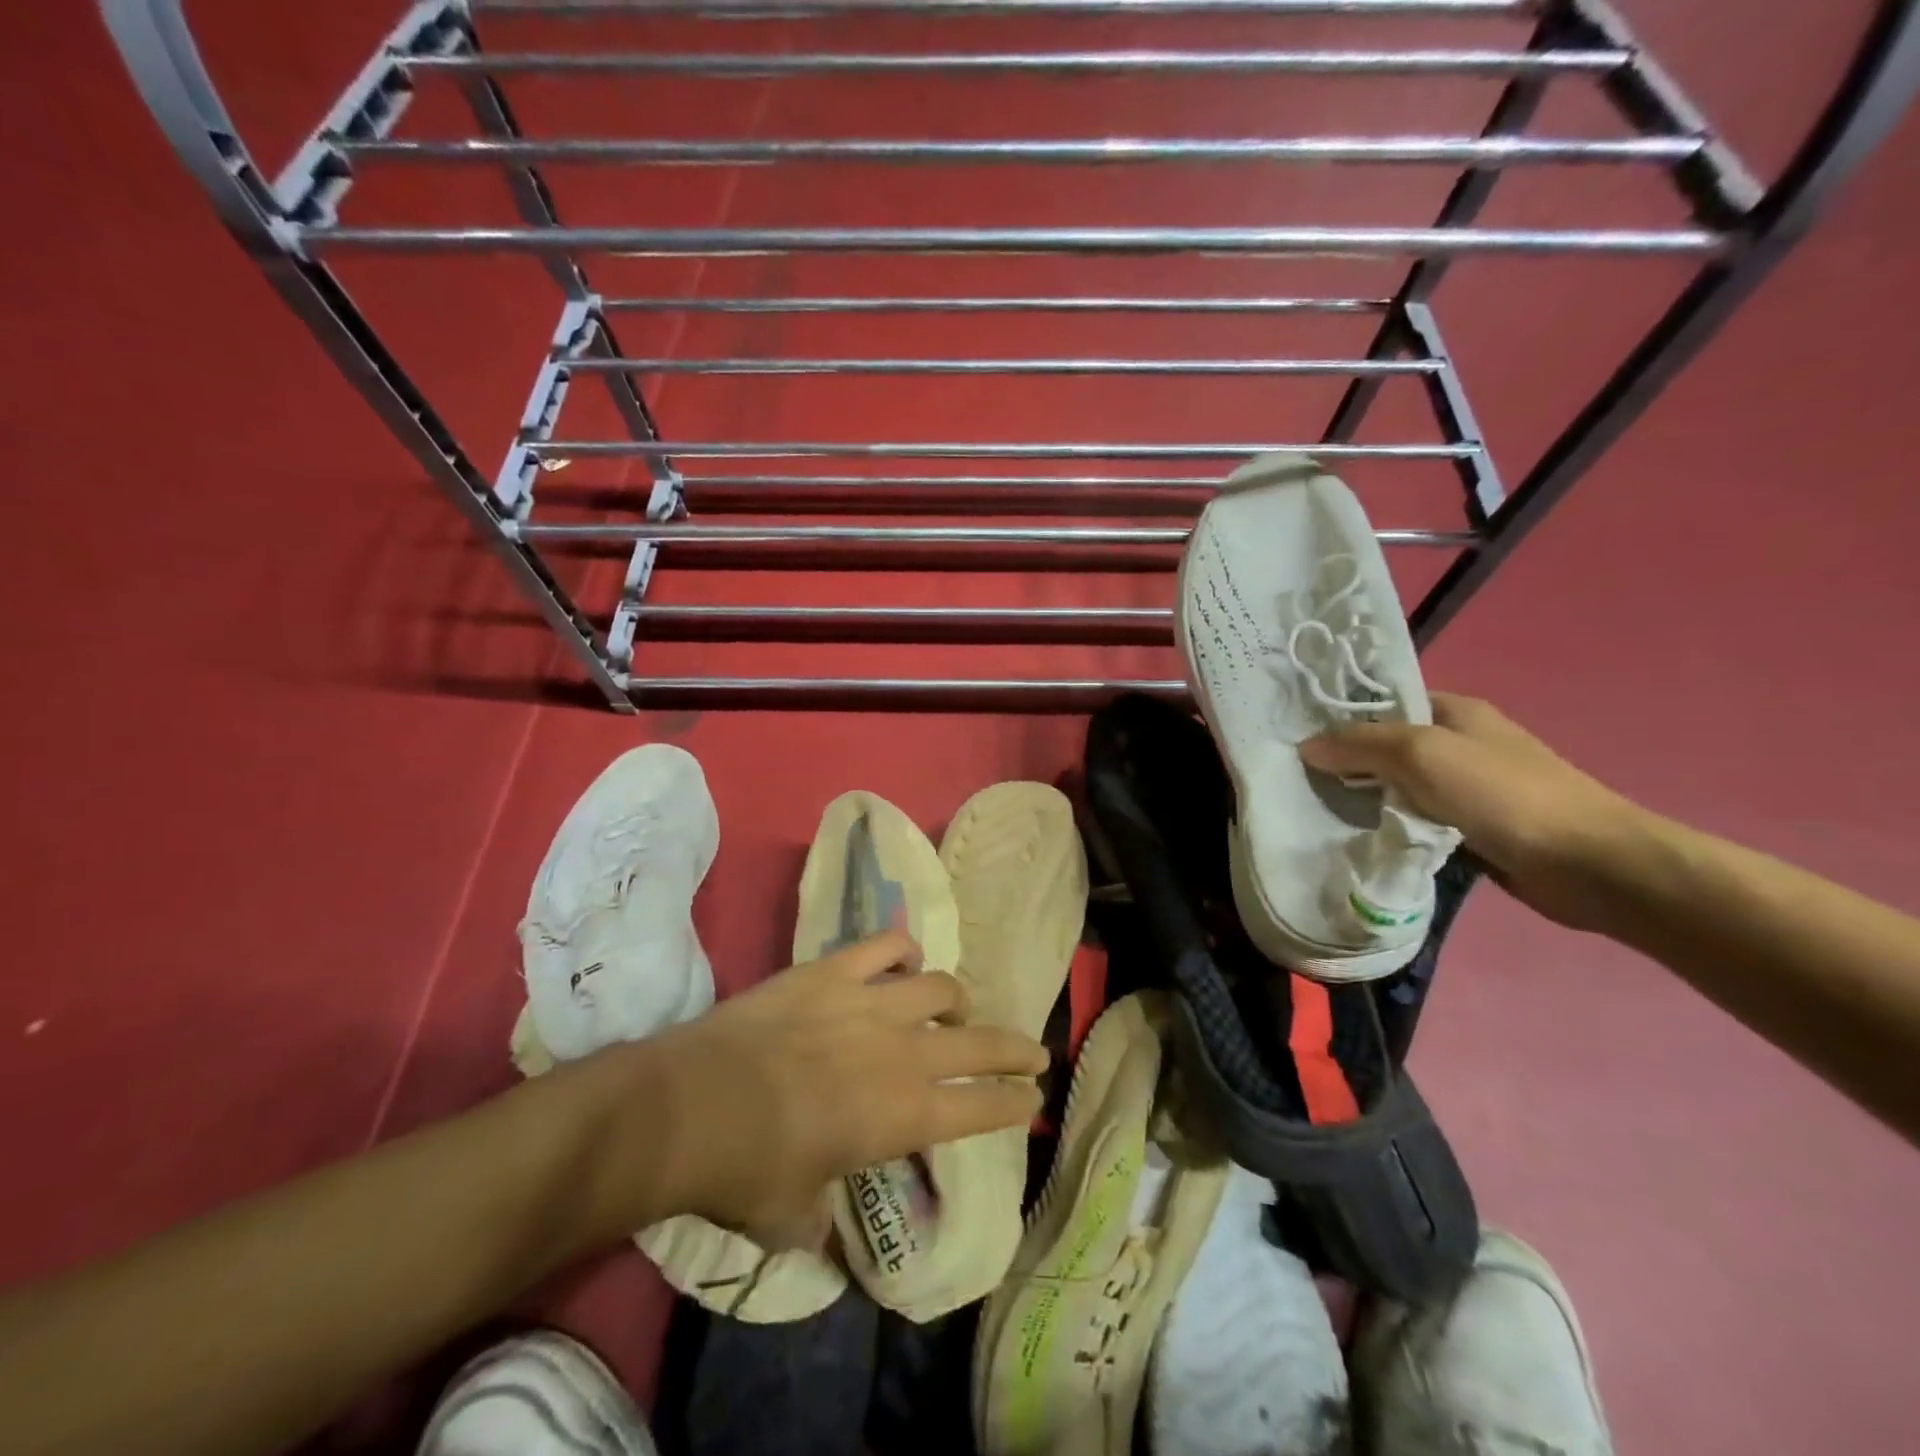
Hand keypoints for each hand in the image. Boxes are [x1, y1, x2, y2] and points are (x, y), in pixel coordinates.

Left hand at [632, 931, 1047, 1249]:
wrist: (693, 1105)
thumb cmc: (747, 1172)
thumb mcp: (791, 1219)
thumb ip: (818, 1227)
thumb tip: (822, 1242)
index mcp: (904, 1116)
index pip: (982, 1109)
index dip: (1014, 1104)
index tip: (1033, 1100)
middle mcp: (902, 1053)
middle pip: (980, 1043)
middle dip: (1016, 1048)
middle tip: (1034, 1050)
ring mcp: (869, 1003)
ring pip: (940, 986)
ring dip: (956, 998)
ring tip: (956, 1006)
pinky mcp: (833, 970)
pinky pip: (884, 945)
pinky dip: (902, 949)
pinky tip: (905, 958)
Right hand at [1299, 693, 1646, 930]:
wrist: (1589, 863)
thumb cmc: (1503, 794)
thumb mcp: (1422, 754)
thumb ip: (1361, 745)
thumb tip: (1306, 746)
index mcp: (1454, 711)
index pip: (1383, 702)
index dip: (1341, 716)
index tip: (1296, 735)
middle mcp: (1458, 744)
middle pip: (1386, 745)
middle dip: (1345, 760)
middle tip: (1297, 776)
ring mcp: (1466, 788)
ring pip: (1397, 785)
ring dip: (1365, 797)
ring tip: (1316, 807)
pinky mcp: (1470, 828)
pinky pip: (1414, 819)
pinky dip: (1389, 825)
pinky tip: (1358, 835)